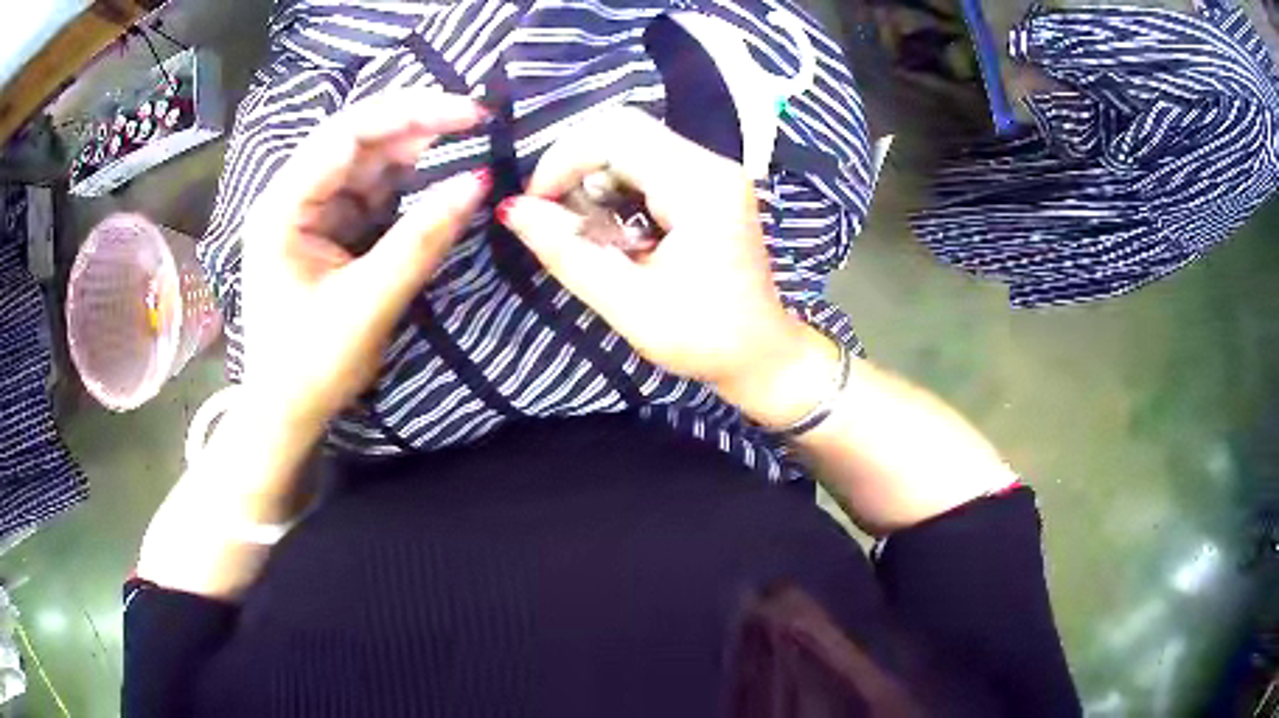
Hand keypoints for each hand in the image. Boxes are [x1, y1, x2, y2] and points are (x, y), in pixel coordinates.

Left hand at [240, 88, 488, 438]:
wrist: (285, 412)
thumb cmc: (311, 367)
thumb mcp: (367, 305)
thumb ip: (420, 241)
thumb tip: (479, 183)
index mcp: (283, 208)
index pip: (346, 135)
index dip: (411, 113)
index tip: (471, 114)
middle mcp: (291, 197)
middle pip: (356, 138)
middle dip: (415, 125)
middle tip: (476, 122)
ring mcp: (307, 211)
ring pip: (365, 160)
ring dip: (413, 151)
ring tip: (464, 145)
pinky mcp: (325, 228)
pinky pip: (368, 190)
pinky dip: (404, 183)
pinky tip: (434, 179)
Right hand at [497, 108, 835, 425]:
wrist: (762, 352)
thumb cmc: (704, 338)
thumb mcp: (628, 304)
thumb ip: (567, 252)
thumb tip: (511, 210)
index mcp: (701, 188)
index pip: (616, 135)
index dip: (562, 161)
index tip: (536, 207)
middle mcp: (711, 163)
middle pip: (622, 128)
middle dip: (574, 165)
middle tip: (555, 216)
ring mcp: (712, 169)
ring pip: (630, 141)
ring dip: (593, 176)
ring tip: (590, 231)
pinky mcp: (707, 182)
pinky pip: (646, 161)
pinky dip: (614, 185)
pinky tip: (615, 228)